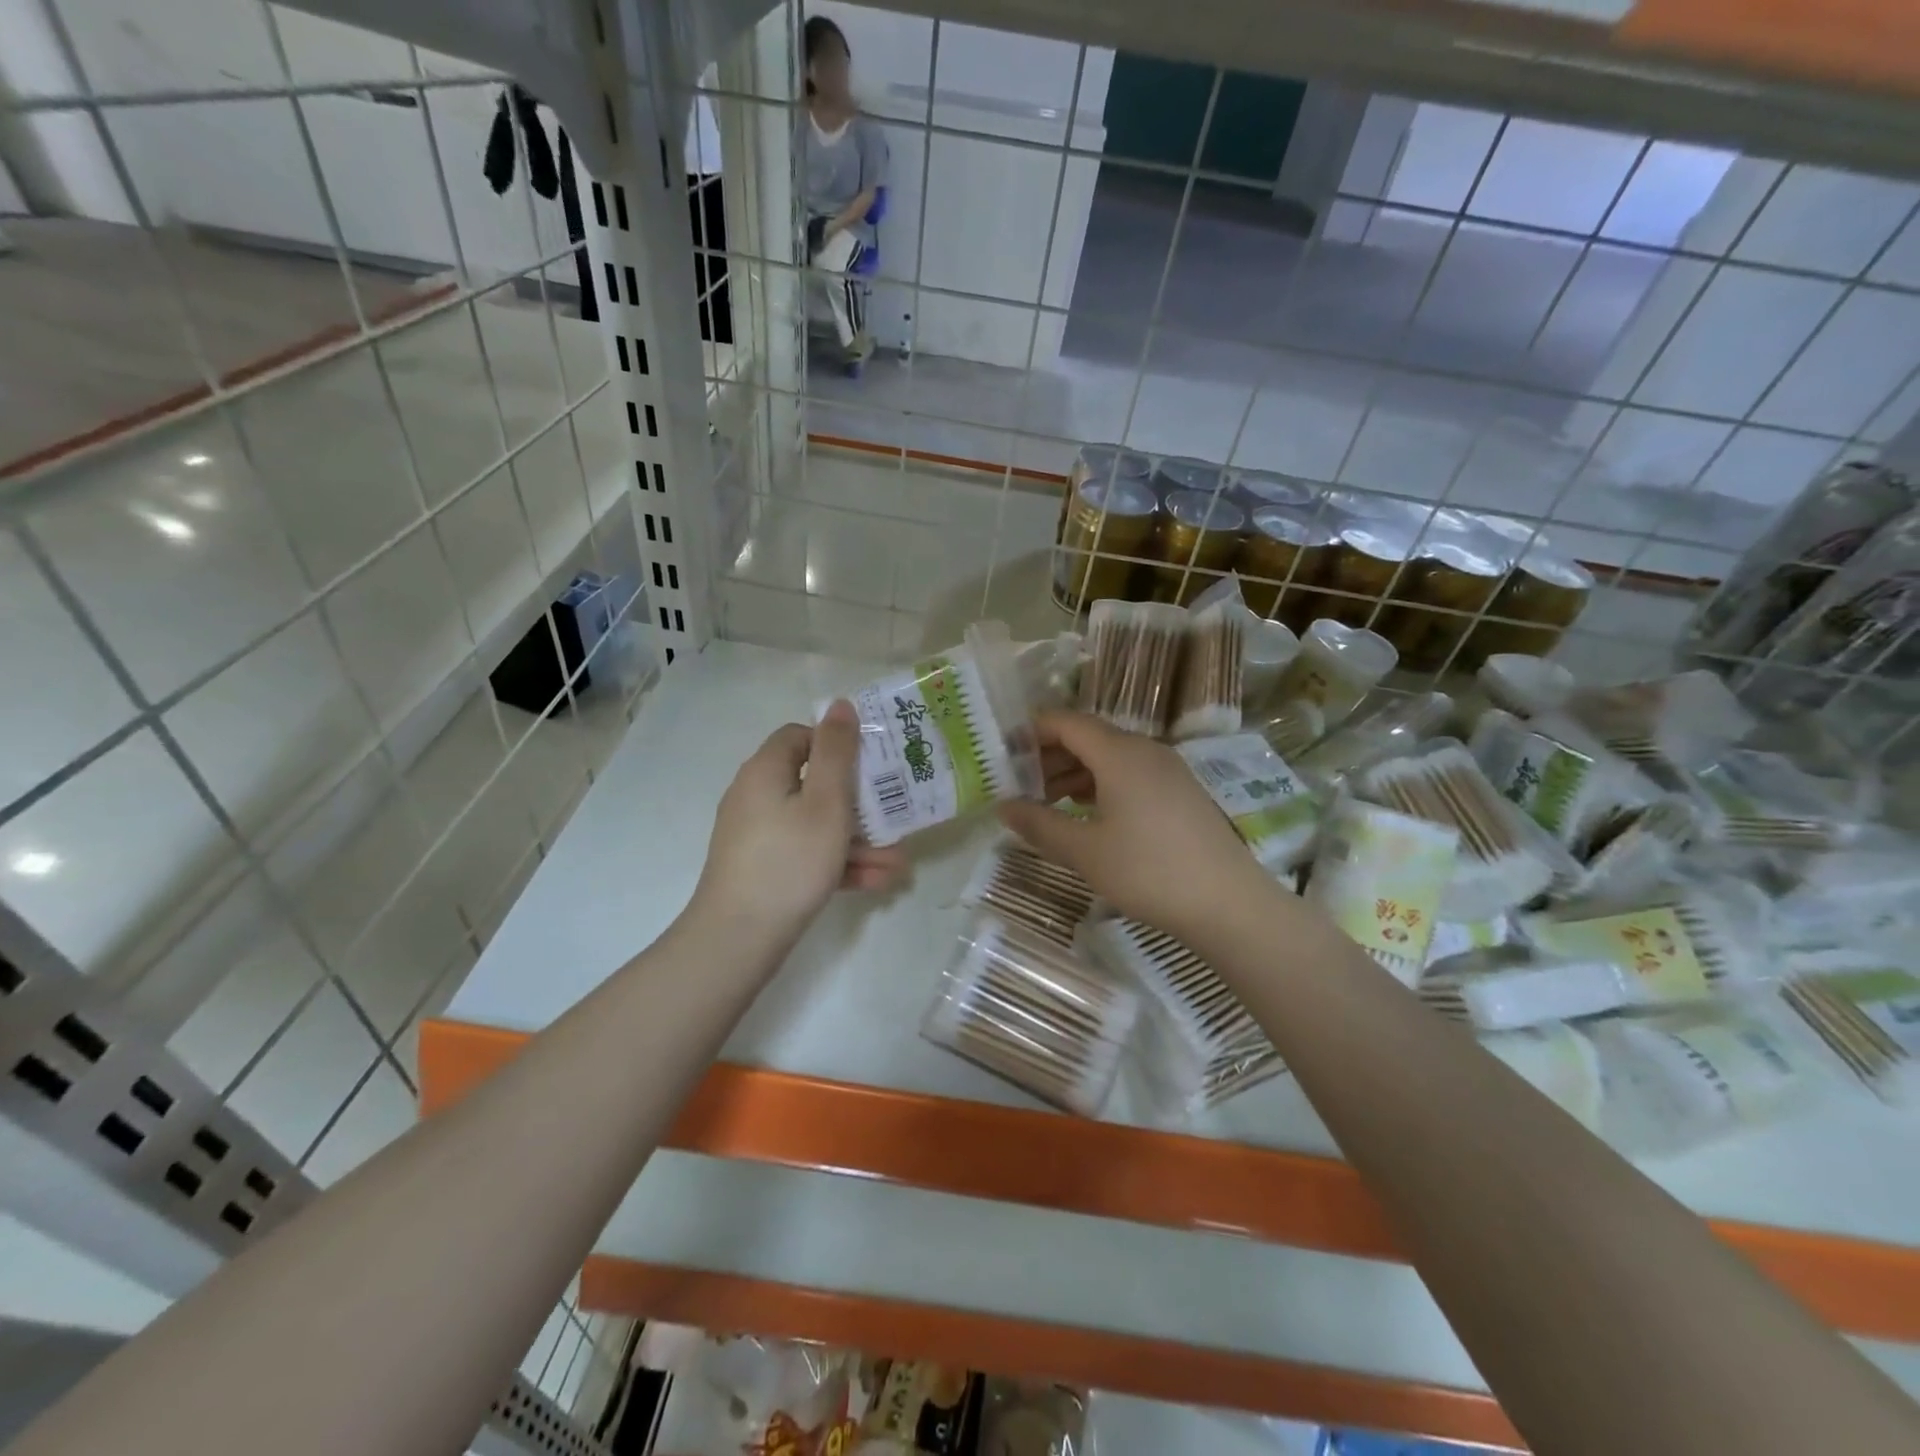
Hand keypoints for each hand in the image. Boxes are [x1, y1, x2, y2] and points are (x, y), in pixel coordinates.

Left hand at [690, 700, 907, 945]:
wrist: (738, 938)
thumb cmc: (790, 860)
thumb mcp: (826, 801)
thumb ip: (837, 751)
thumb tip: (839, 704)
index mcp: (766, 771)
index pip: (800, 736)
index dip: (837, 745)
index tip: (870, 766)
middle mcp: (756, 796)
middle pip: (814, 784)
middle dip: (860, 804)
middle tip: (896, 818)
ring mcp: (757, 836)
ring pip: (815, 825)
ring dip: (857, 840)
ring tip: (898, 863)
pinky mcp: (762, 868)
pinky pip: (805, 853)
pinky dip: (837, 863)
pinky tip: (876, 882)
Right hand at [998, 711, 1278, 944]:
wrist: (1228, 903)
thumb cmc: (1148, 871)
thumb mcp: (1084, 851)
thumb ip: (1039, 823)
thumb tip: (1002, 806)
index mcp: (1119, 753)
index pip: (1066, 722)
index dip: (1032, 732)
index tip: (1003, 753)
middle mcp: (1144, 750)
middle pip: (1088, 737)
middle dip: (1049, 755)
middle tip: (1018, 783)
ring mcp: (1167, 770)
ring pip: (1109, 757)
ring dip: (1074, 772)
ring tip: (1045, 801)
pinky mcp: (1179, 792)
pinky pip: (1130, 773)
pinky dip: (1100, 784)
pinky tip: (1086, 812)